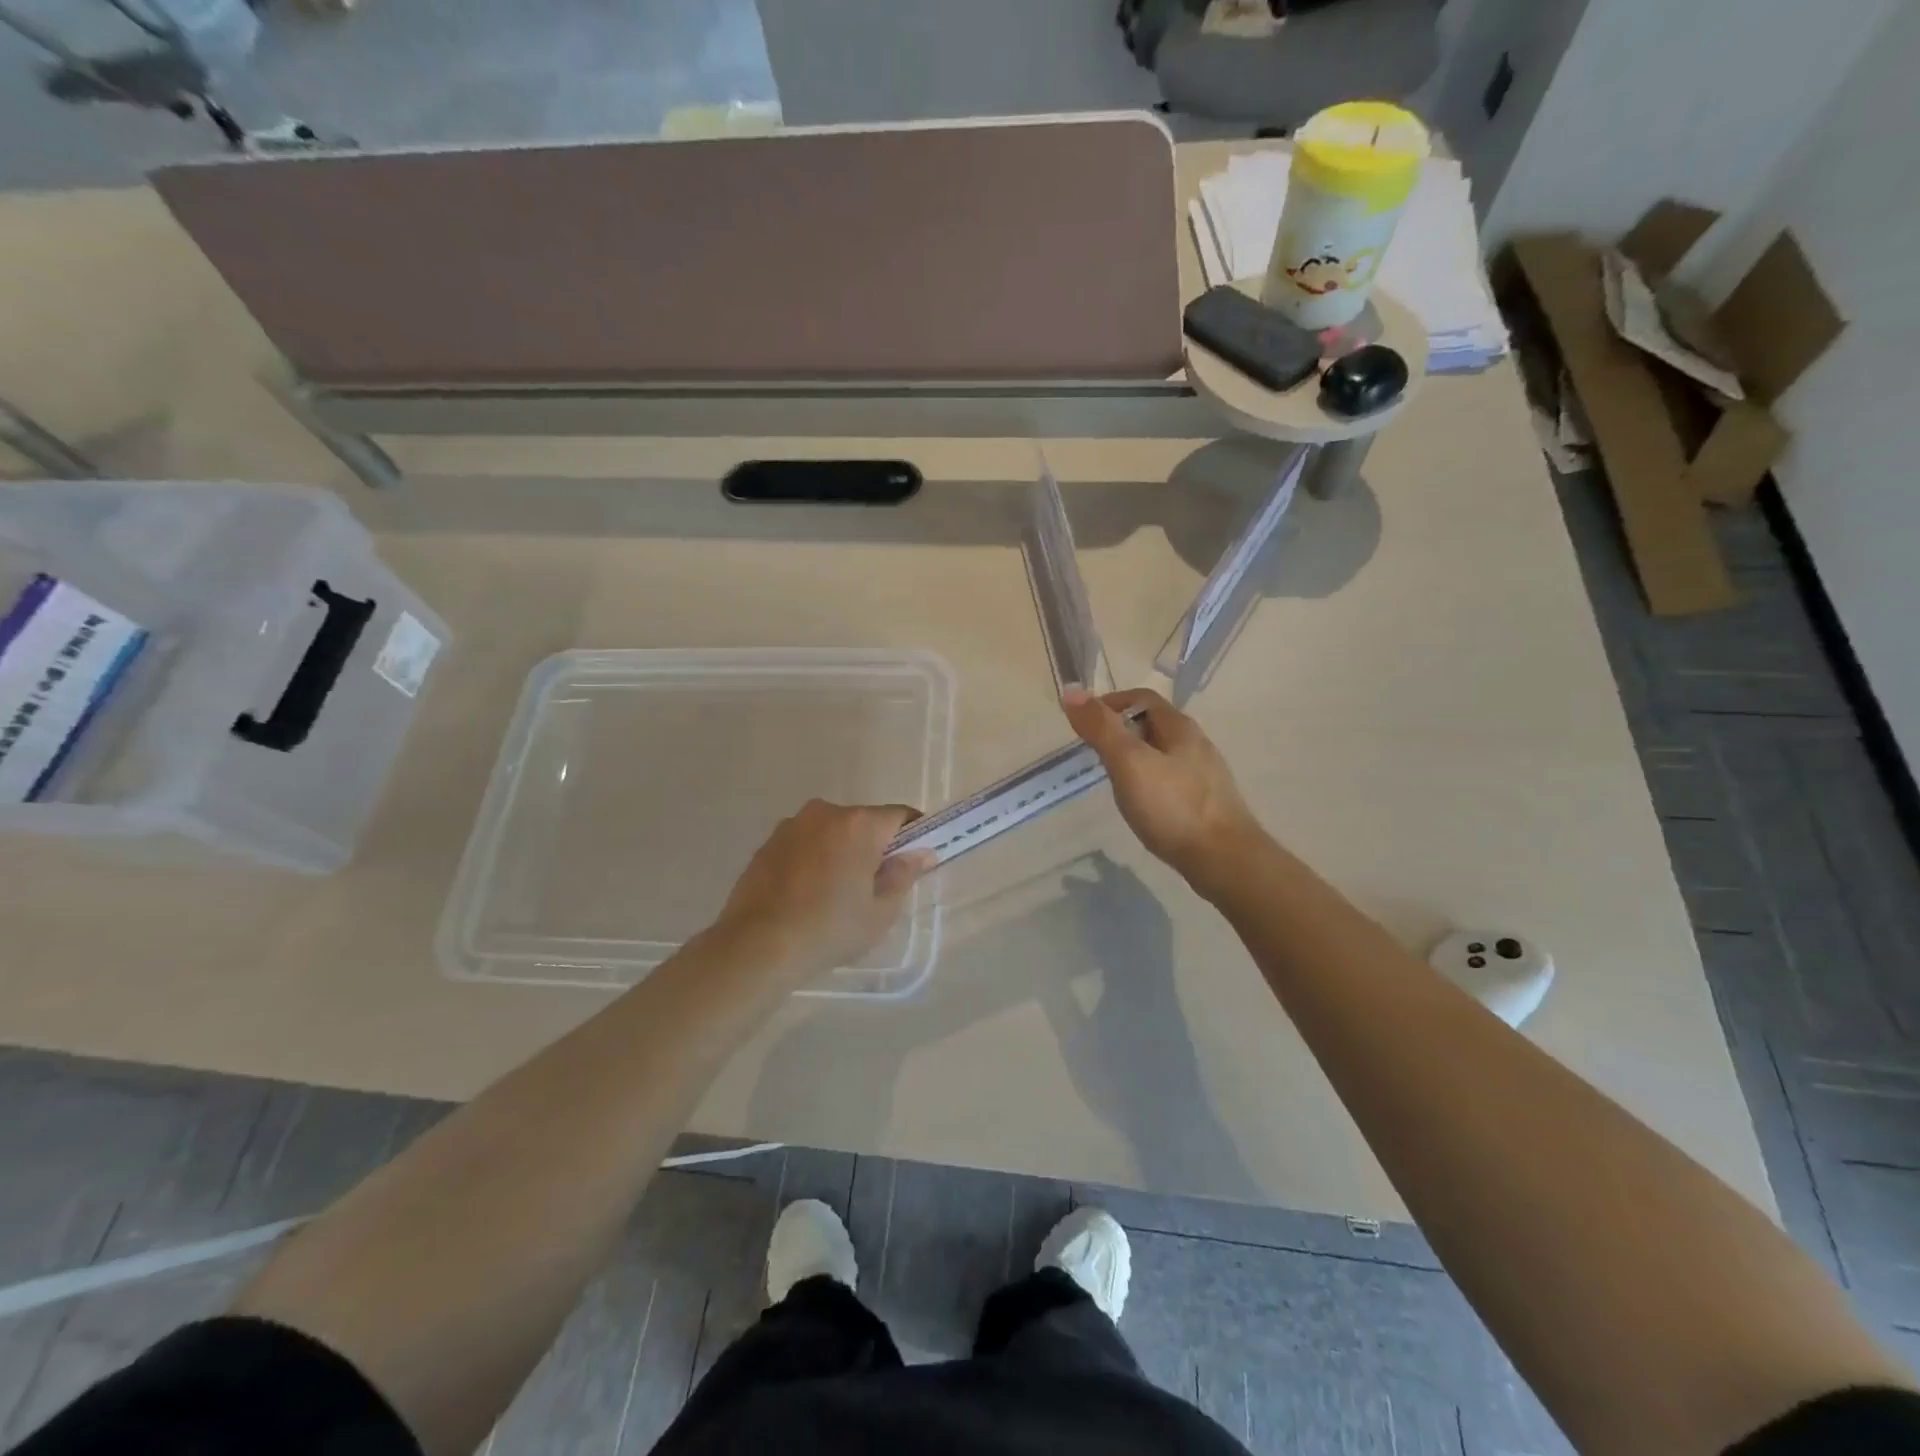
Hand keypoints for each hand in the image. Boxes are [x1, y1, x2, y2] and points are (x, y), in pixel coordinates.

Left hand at [711, 800, 936, 980]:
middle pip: (864, 822)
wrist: (756, 947)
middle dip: (874, 847)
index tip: (914, 862)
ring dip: (841, 852)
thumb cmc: (829, 928)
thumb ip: (904, 875)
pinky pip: (805, 844)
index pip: (901, 816)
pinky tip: (807, 895)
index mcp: (859, 824)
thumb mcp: (880, 911)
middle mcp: (826, 813)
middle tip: (873, 887)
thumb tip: (920, 853)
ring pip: (832, 832)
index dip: (915, 836)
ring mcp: (792, 825)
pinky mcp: (768, 843)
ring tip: (834, 894)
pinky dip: (813, 860)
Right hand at [1062, 687, 1264, 896]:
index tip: (1083, 722)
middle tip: (1093, 751)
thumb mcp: (1129, 763)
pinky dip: (1148, 781)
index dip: (1110, 703)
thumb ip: (1101, 728)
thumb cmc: (1173, 807)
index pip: (1141, 698)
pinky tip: (1140, 803)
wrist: (1224, 860)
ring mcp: (1204, 775)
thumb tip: (1071, 691)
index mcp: (1180, 727)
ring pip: (1162, 753)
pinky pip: (1170, 780)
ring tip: (1112, 778)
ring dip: (1134, 757)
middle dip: (1120, 730)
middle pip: (1153, 724)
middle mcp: (1196, 744)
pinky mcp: (1205, 803)